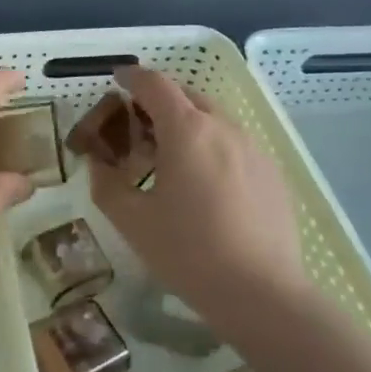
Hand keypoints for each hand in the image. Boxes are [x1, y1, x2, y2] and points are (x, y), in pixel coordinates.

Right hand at [90, 65, 306, 316]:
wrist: (263, 295)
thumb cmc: (189, 253)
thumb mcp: (132, 221)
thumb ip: (106, 183)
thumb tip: (98, 163)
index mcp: (186, 129)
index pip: (154, 84)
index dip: (132, 77)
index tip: (117, 80)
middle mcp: (223, 126)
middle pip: (186, 95)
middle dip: (159, 101)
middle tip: (137, 127)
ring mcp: (253, 148)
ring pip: (213, 119)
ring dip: (187, 124)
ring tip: (171, 158)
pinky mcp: (273, 172)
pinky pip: (234, 143)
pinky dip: (212, 146)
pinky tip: (205, 184)